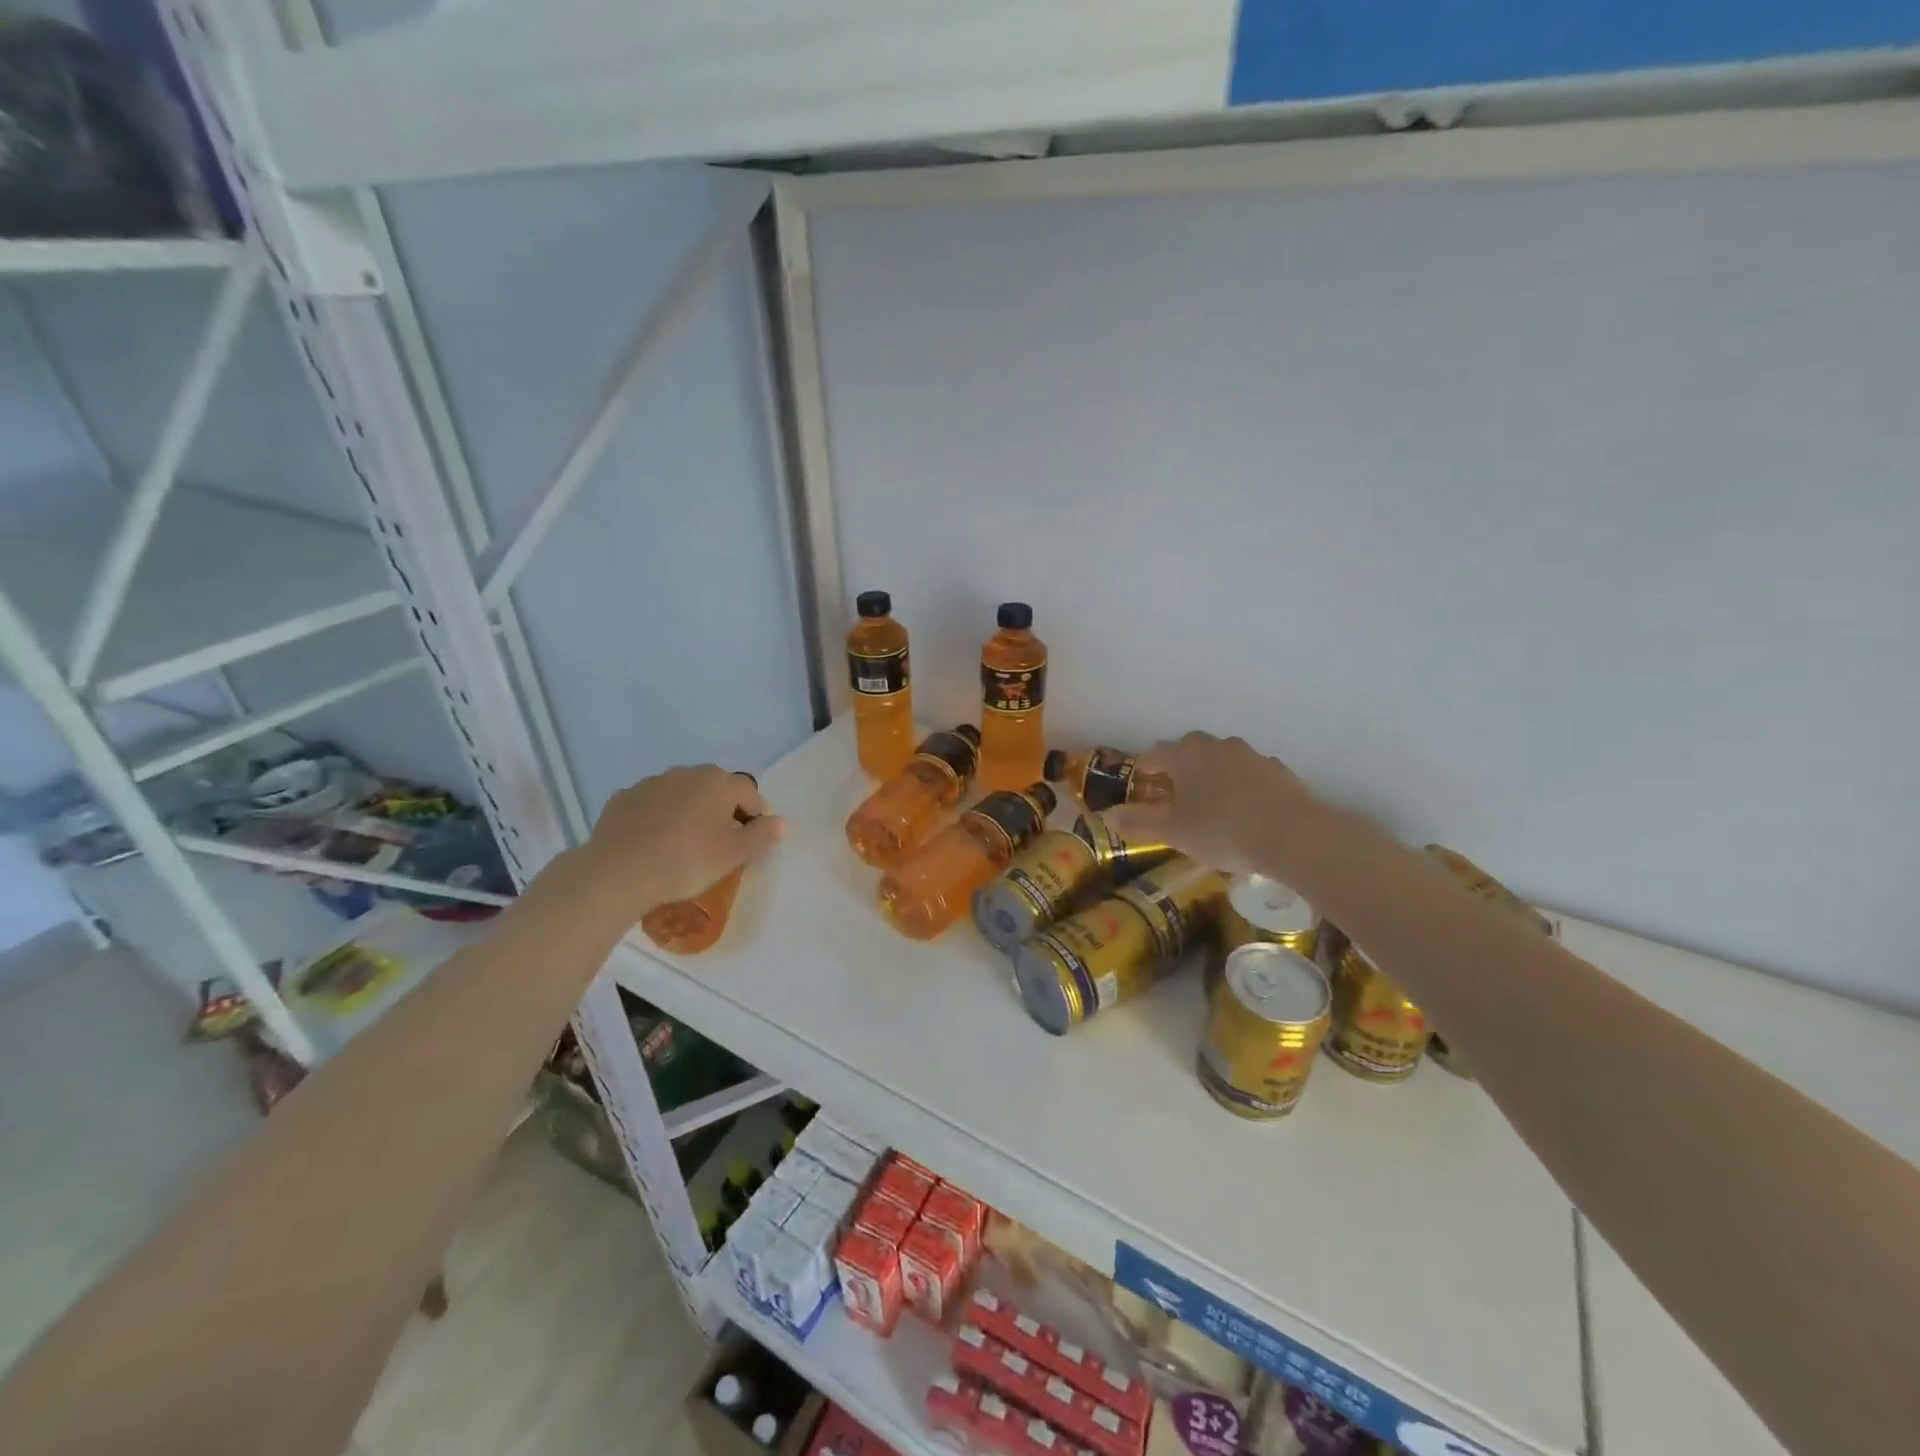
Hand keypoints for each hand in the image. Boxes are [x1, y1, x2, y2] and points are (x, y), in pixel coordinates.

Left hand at [577, 765, 785, 915]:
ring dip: (689, 810)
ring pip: (682, 794)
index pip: (750, 794)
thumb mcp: (734, 854)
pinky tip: (654, 841)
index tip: (751, 841)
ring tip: (685, 842)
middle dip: (722, 809)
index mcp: (718, 782)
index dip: (755, 817)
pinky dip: (658, 817)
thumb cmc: (687, 861)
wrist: (618, 872)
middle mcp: (687, 773)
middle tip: (720, 841)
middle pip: (715, 789)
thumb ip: (763, 835)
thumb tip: (782, 822)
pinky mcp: (623, 798)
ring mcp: (651, 783)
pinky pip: (651, 804)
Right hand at [1105, 733, 1321, 878]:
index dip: (1144, 771)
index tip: (1141, 789)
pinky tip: (1245, 814)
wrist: (1293, 835)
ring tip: (1212, 809)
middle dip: (1179, 772)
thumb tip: (1106, 816)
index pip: (1154, 754)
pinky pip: (1250, 775)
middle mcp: (1217, 745)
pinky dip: (1242, 788)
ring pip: (1222, 762)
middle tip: (1175, 800)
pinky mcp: (1279, 771)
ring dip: (1212, 778)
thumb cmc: (1221, 829)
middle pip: (1189, 752)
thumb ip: (1139, 822)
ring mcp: (1251, 755)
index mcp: (1185, 753)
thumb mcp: (1173, 832)